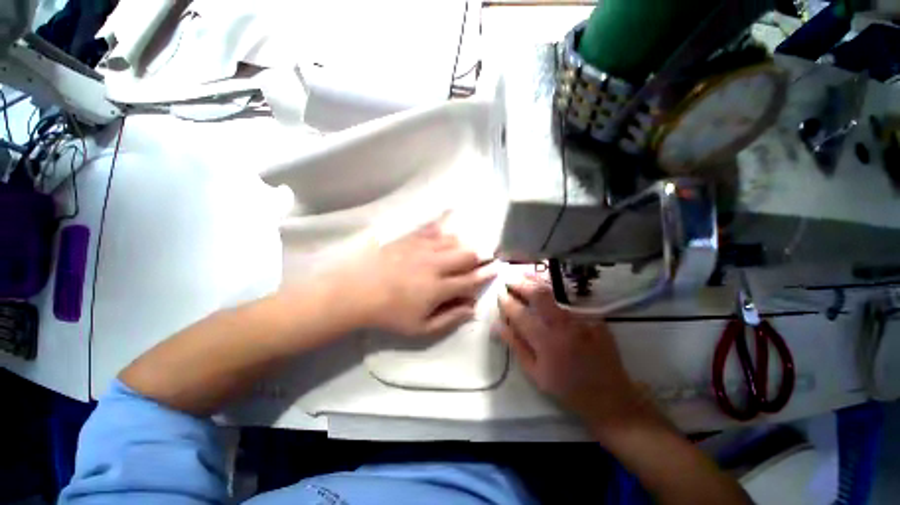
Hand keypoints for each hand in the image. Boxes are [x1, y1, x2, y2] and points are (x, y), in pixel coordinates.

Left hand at [343, 217, 496, 336]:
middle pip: (467, 254)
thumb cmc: (390, 314)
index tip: (496, 267)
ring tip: (465, 247)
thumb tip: (472, 308)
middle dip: (480, 256)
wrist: (358, 292)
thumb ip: (450, 318)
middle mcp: (436, 264)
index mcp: (439, 288)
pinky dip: (444, 226)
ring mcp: (422, 248)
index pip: (471, 278)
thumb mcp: (421, 327)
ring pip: (453, 240)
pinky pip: (433, 227)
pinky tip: (448, 224)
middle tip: (483, 257)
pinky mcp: (410, 238)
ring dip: (463, 243)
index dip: (486, 273)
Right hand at [497, 275, 652, 428]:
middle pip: (538, 294)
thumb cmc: (566, 388)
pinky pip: (569, 301)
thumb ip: (515, 345)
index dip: (506, 301)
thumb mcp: (535, 373)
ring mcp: (581, 318)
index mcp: (545, 341)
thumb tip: (497, 325)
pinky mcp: (594, 317)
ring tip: (523, 276)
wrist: (610, 397)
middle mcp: (563, 324)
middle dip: (520, 283)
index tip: (499, 294)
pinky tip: (546, 290)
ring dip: (536, 282)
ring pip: (554, 292)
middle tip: (510, 279)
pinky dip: (553, 294)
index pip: (519, 313)